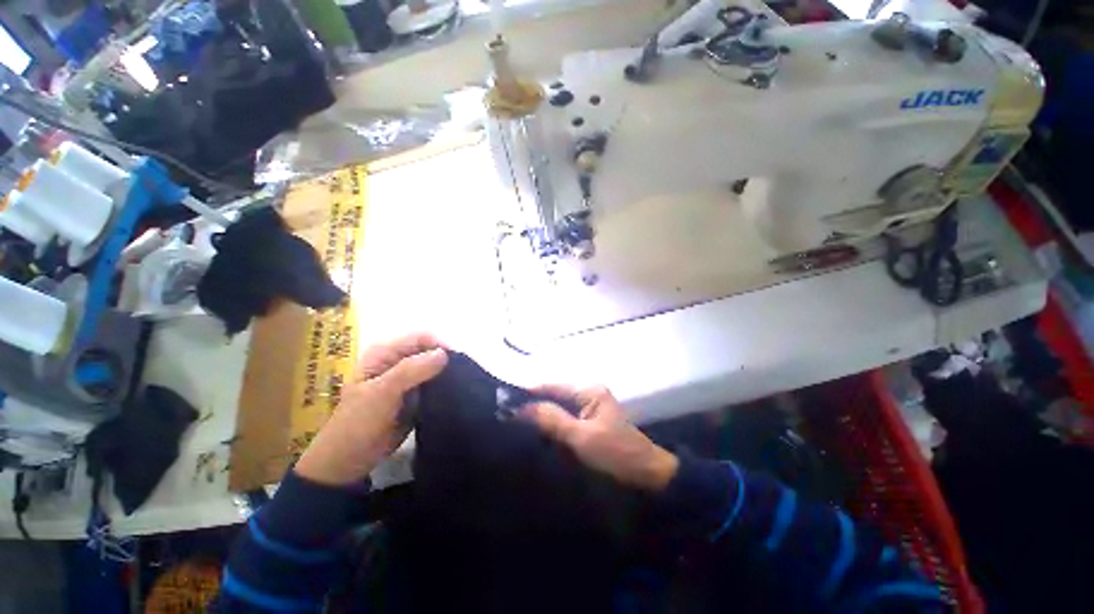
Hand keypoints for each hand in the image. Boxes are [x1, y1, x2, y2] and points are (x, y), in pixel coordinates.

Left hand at [294, 333, 447, 485]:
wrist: (350, 459)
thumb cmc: (360, 422)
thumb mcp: (382, 392)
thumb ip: (411, 370)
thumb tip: (445, 354)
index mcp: (385, 353)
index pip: (421, 338)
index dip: (439, 345)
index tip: (457, 361)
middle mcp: (397, 360)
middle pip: (429, 350)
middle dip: (446, 359)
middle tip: (463, 374)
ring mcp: (406, 378)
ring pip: (434, 366)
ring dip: (447, 373)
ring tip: (462, 383)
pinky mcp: (415, 394)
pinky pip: (435, 383)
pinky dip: (445, 385)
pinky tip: (455, 392)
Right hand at [521, 385, 678, 491]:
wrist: (647, 477)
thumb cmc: (616, 454)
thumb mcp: (581, 437)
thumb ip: (552, 419)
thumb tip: (522, 408)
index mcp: (589, 391)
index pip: (552, 386)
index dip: (529, 392)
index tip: (505, 401)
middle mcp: (588, 395)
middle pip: (554, 396)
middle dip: (533, 407)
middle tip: (507, 417)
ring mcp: (589, 410)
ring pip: (558, 410)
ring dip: (541, 419)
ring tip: (516, 426)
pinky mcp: (589, 426)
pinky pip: (565, 422)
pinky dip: (551, 429)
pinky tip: (537, 437)